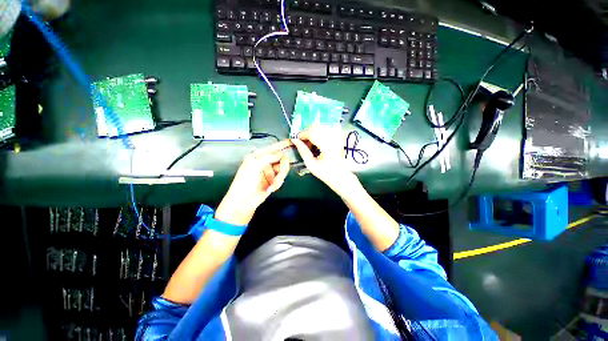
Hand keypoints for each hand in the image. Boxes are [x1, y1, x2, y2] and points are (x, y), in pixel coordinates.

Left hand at [215, 140, 290, 225]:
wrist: (244, 201)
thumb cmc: (245, 182)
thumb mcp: (255, 166)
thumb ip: (269, 157)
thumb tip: (282, 153)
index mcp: (258, 156)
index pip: (272, 148)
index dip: (282, 145)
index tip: (291, 142)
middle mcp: (265, 162)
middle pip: (281, 159)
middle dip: (282, 166)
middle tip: (281, 172)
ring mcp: (270, 171)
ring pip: (283, 169)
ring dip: (279, 177)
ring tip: (273, 184)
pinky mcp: (273, 180)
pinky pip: (281, 178)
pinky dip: (277, 183)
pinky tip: (270, 188)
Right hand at [291, 125, 356, 193]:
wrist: (340, 175)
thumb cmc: (325, 172)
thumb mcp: (310, 164)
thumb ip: (302, 151)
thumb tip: (294, 140)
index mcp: (326, 146)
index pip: (311, 132)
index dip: (302, 134)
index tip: (296, 139)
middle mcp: (333, 138)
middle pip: (316, 127)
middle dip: (307, 133)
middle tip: (303, 143)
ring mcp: (337, 136)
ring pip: (320, 127)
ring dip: (312, 133)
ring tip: (311, 144)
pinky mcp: (338, 137)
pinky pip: (326, 129)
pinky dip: (319, 133)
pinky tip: (317, 142)